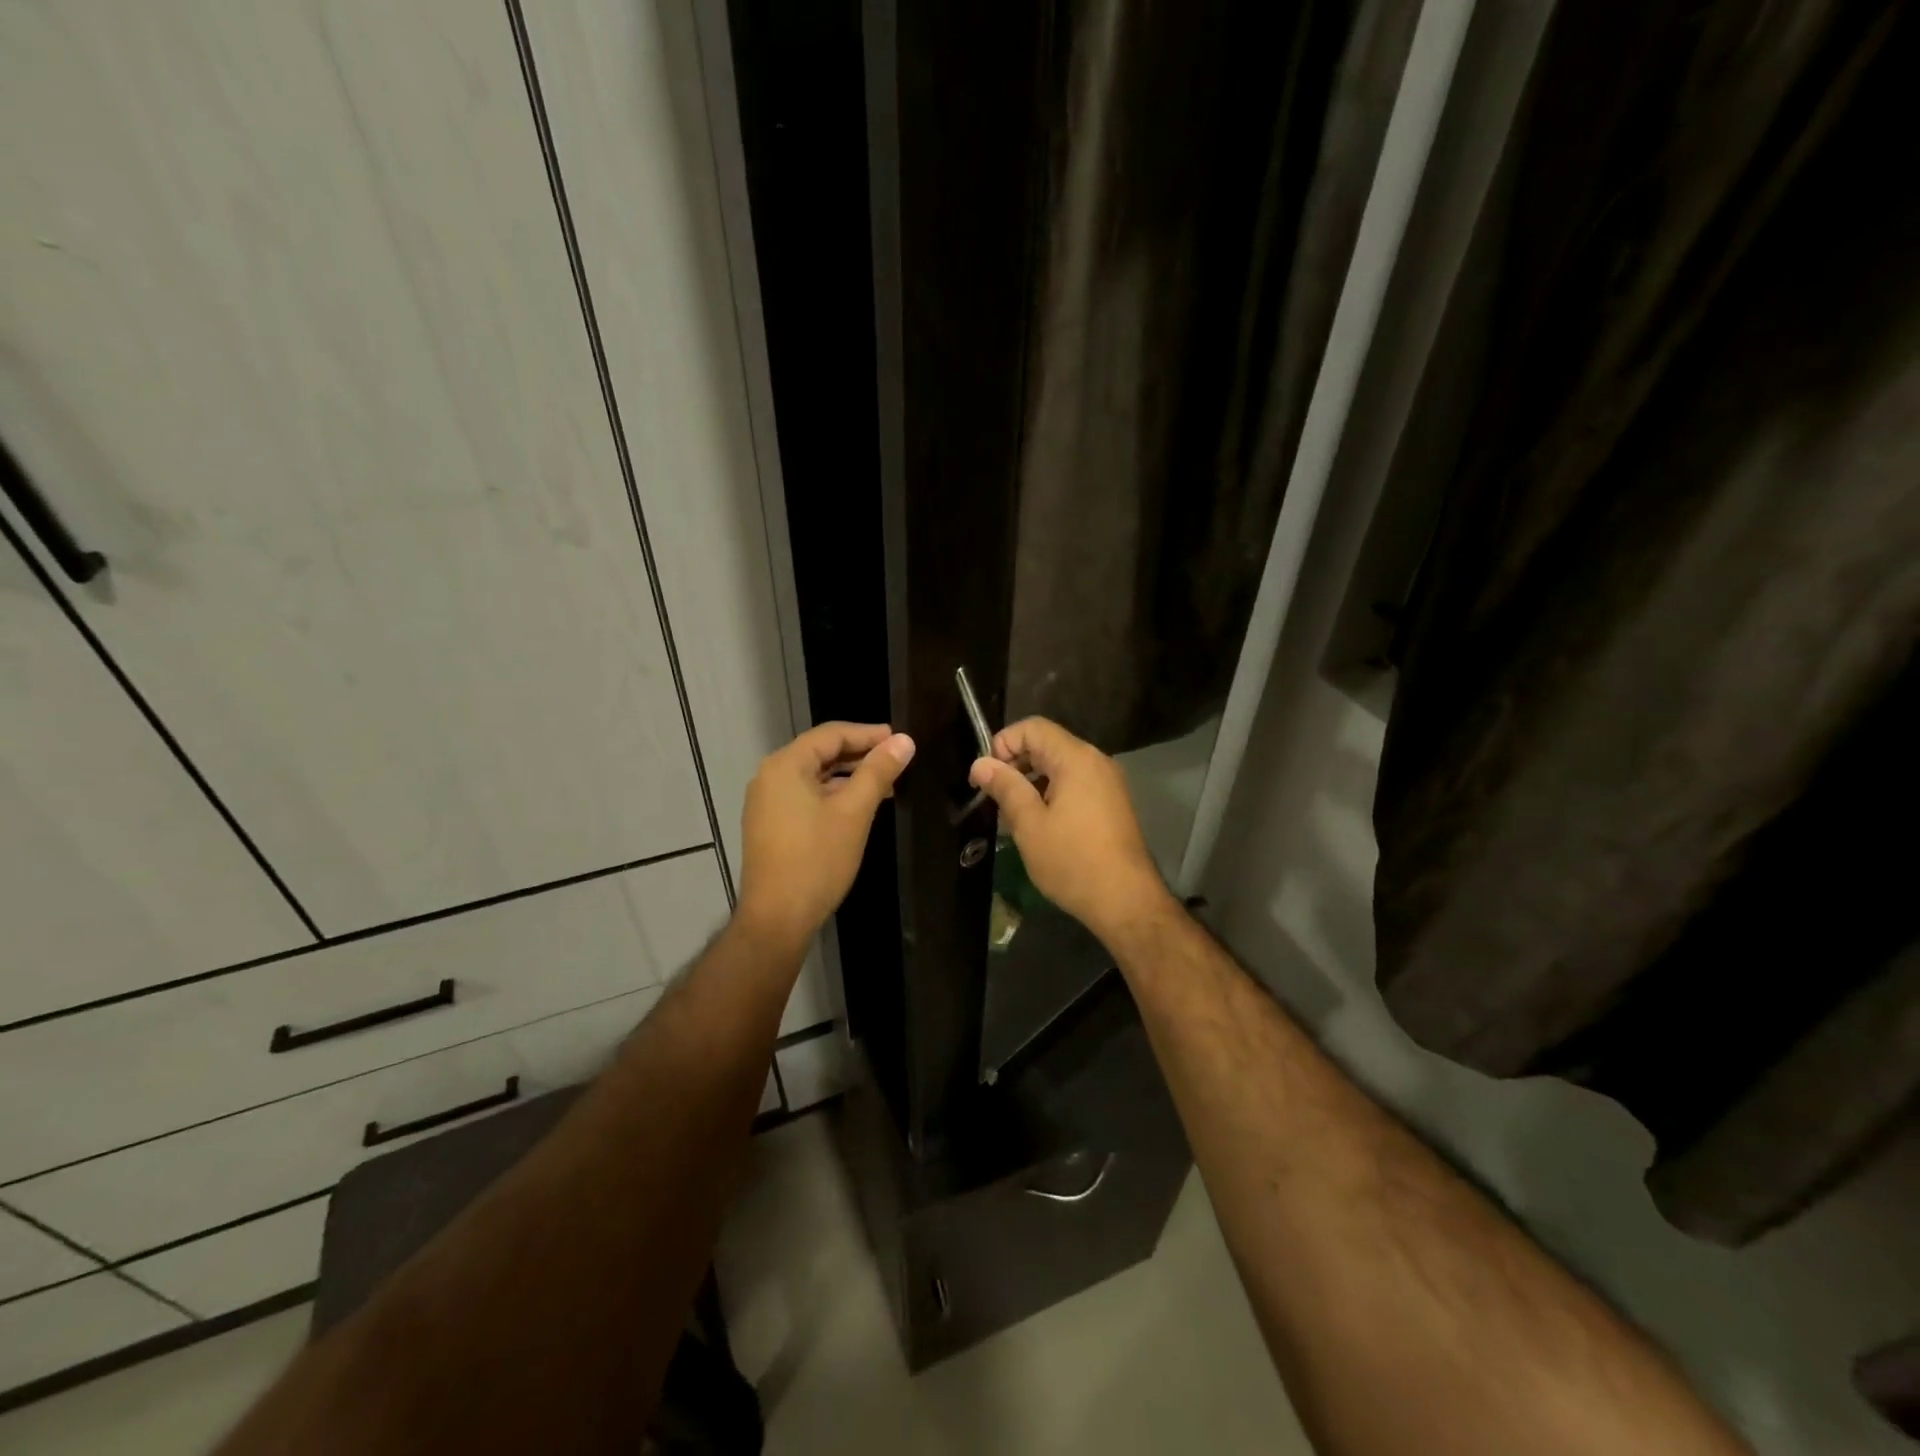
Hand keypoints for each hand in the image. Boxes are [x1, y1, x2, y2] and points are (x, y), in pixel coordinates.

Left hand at [738, 722, 914, 952]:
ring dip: (849, 776)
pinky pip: (805, 796)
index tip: (900, 740)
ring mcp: (766, 803)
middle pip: (821, 752)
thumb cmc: (817, 860)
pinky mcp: (770, 825)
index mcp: (785, 765)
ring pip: (815, 777)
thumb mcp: (854, 812)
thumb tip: (904, 740)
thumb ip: (878, 772)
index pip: (831, 734)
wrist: (777, 918)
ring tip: (885, 785)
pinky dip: (833, 795)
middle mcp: (770, 777)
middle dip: (860, 755)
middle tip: (897, 761)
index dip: (868, 734)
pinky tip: (858, 807)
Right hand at [969, 717, 1172, 943]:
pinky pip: (1076, 783)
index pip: (1033, 728)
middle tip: (994, 796)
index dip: (1003, 743)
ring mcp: (1108, 782)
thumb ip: (1005, 788)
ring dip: (1032, 780)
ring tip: (1014, 813)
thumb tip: (981, 763)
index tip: (986, 776)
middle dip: (1016, 762)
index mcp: (1076, 759)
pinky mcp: (1112, 803)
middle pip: (1048, 743)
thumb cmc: (1073, 861)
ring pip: (1061, 765)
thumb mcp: (1029, 825)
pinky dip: (1052, 792)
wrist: (1126, 901)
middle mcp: (1096, 761)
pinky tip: (1040, 823)